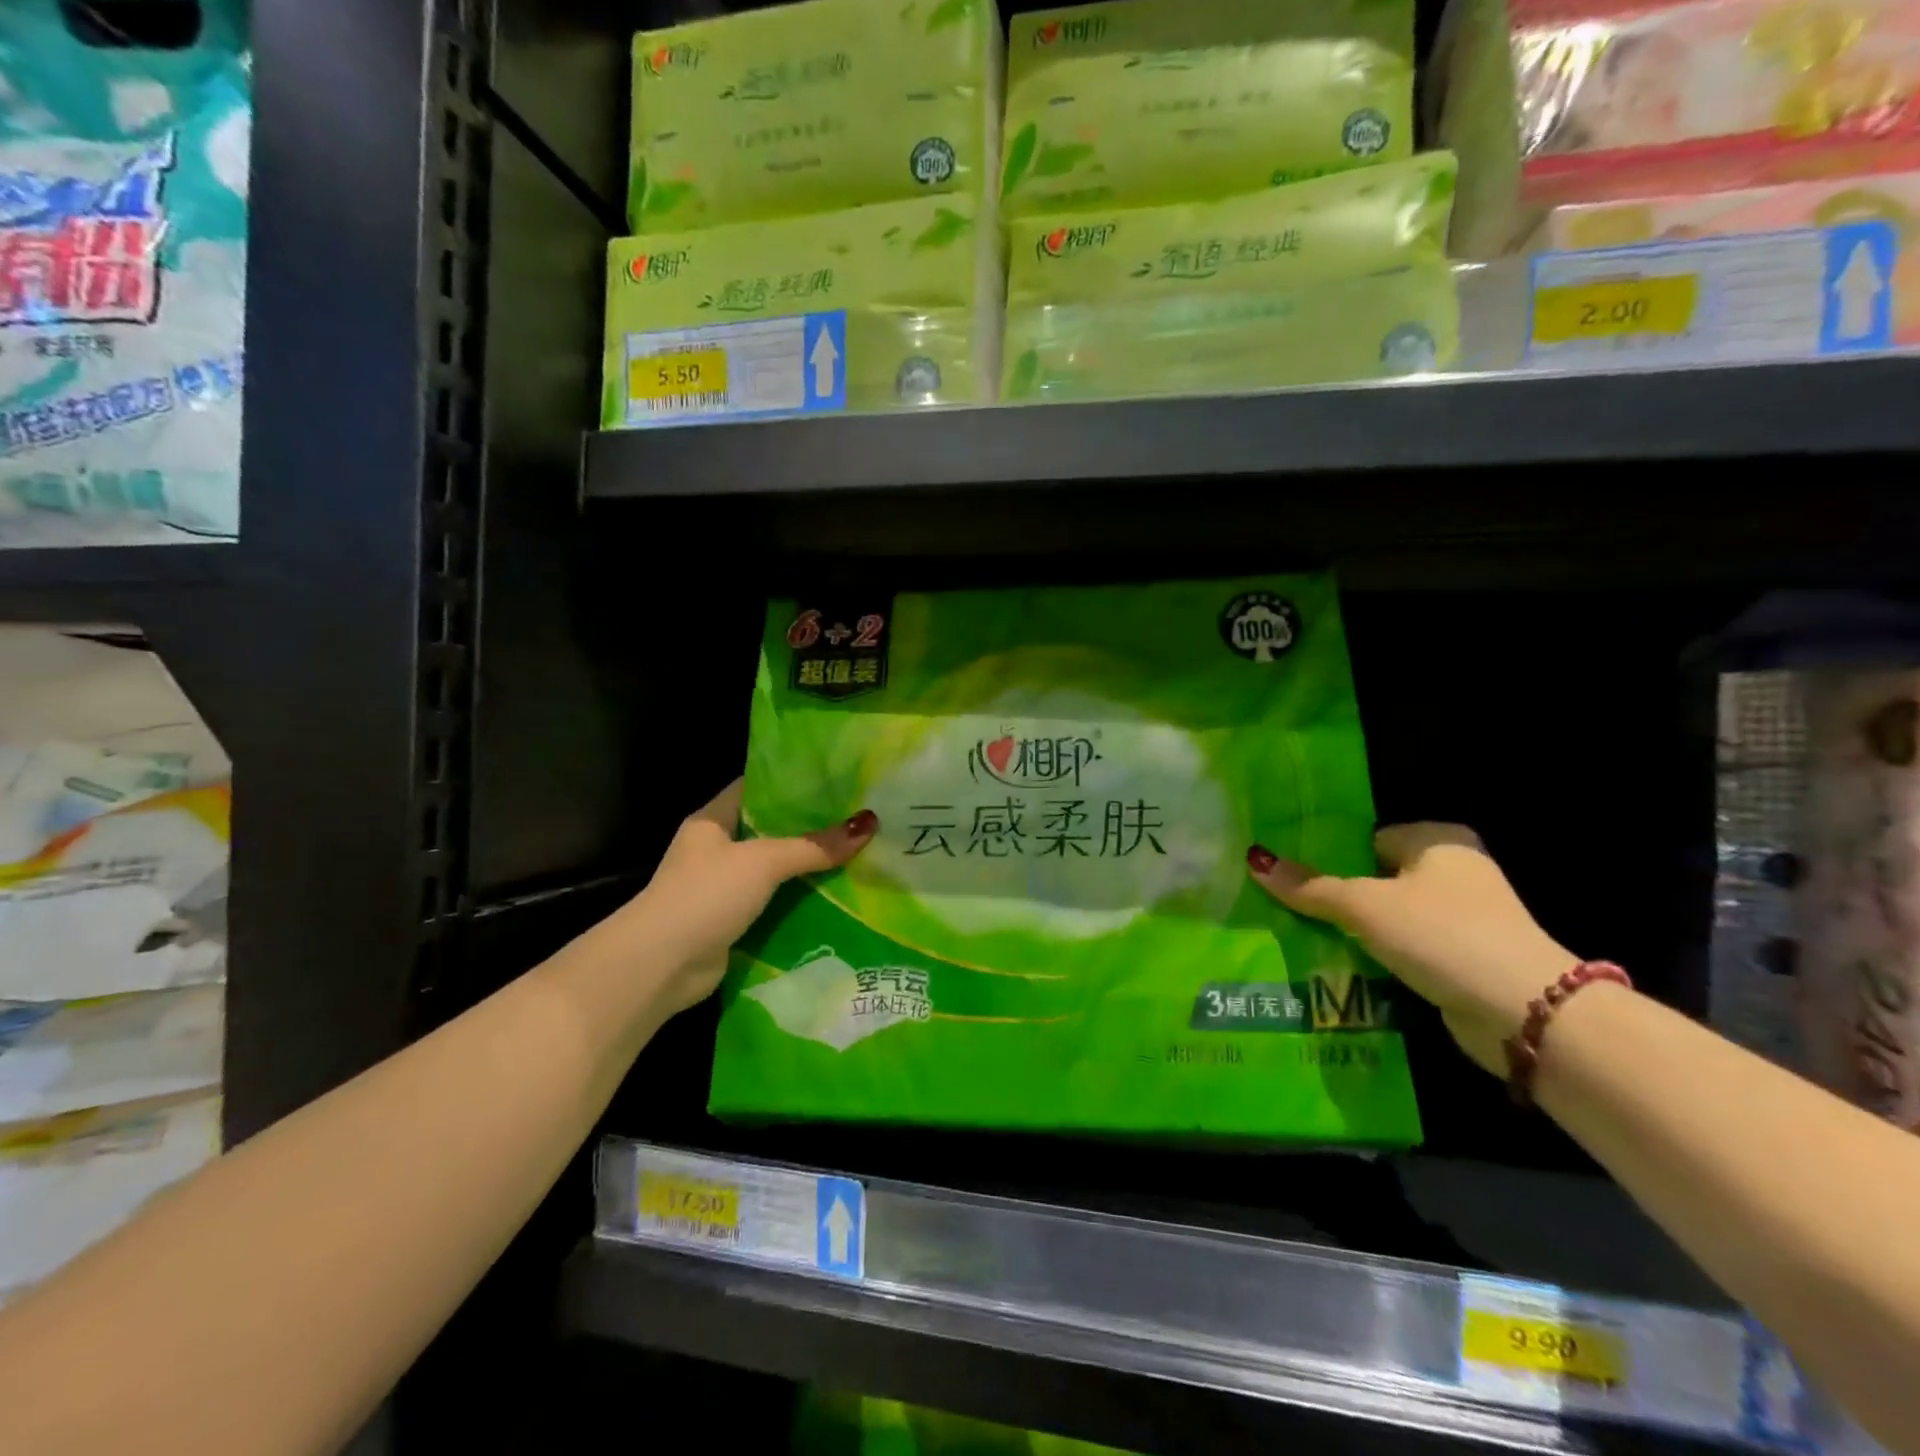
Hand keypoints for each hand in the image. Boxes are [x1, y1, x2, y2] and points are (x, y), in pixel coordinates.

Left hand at [616, 779, 877, 1017]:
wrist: (660, 965)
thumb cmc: (705, 895)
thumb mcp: (763, 861)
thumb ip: (814, 845)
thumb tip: (869, 825)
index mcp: (713, 820)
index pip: (756, 786)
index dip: (793, 780)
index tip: (836, 778)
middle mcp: (716, 849)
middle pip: (771, 829)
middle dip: (811, 827)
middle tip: (859, 816)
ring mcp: (723, 887)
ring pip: (775, 869)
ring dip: (809, 867)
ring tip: (859, 853)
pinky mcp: (732, 920)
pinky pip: (774, 902)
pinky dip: (800, 901)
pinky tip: (839, 895)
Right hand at [1247, 824, 1574, 1075]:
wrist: (1523, 1012)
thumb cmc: (1440, 934)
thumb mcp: (1364, 906)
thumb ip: (1310, 887)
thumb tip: (1255, 860)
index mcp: (1438, 841)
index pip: (1368, 838)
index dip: (1329, 857)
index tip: (1291, 876)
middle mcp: (1455, 871)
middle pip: (1375, 878)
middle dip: (1337, 897)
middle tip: (1289, 907)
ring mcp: (1463, 918)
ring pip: (1389, 917)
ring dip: (1356, 931)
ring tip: (1302, 937)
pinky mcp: (1463, 958)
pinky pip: (1405, 948)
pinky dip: (1379, 957)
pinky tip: (1341, 966)